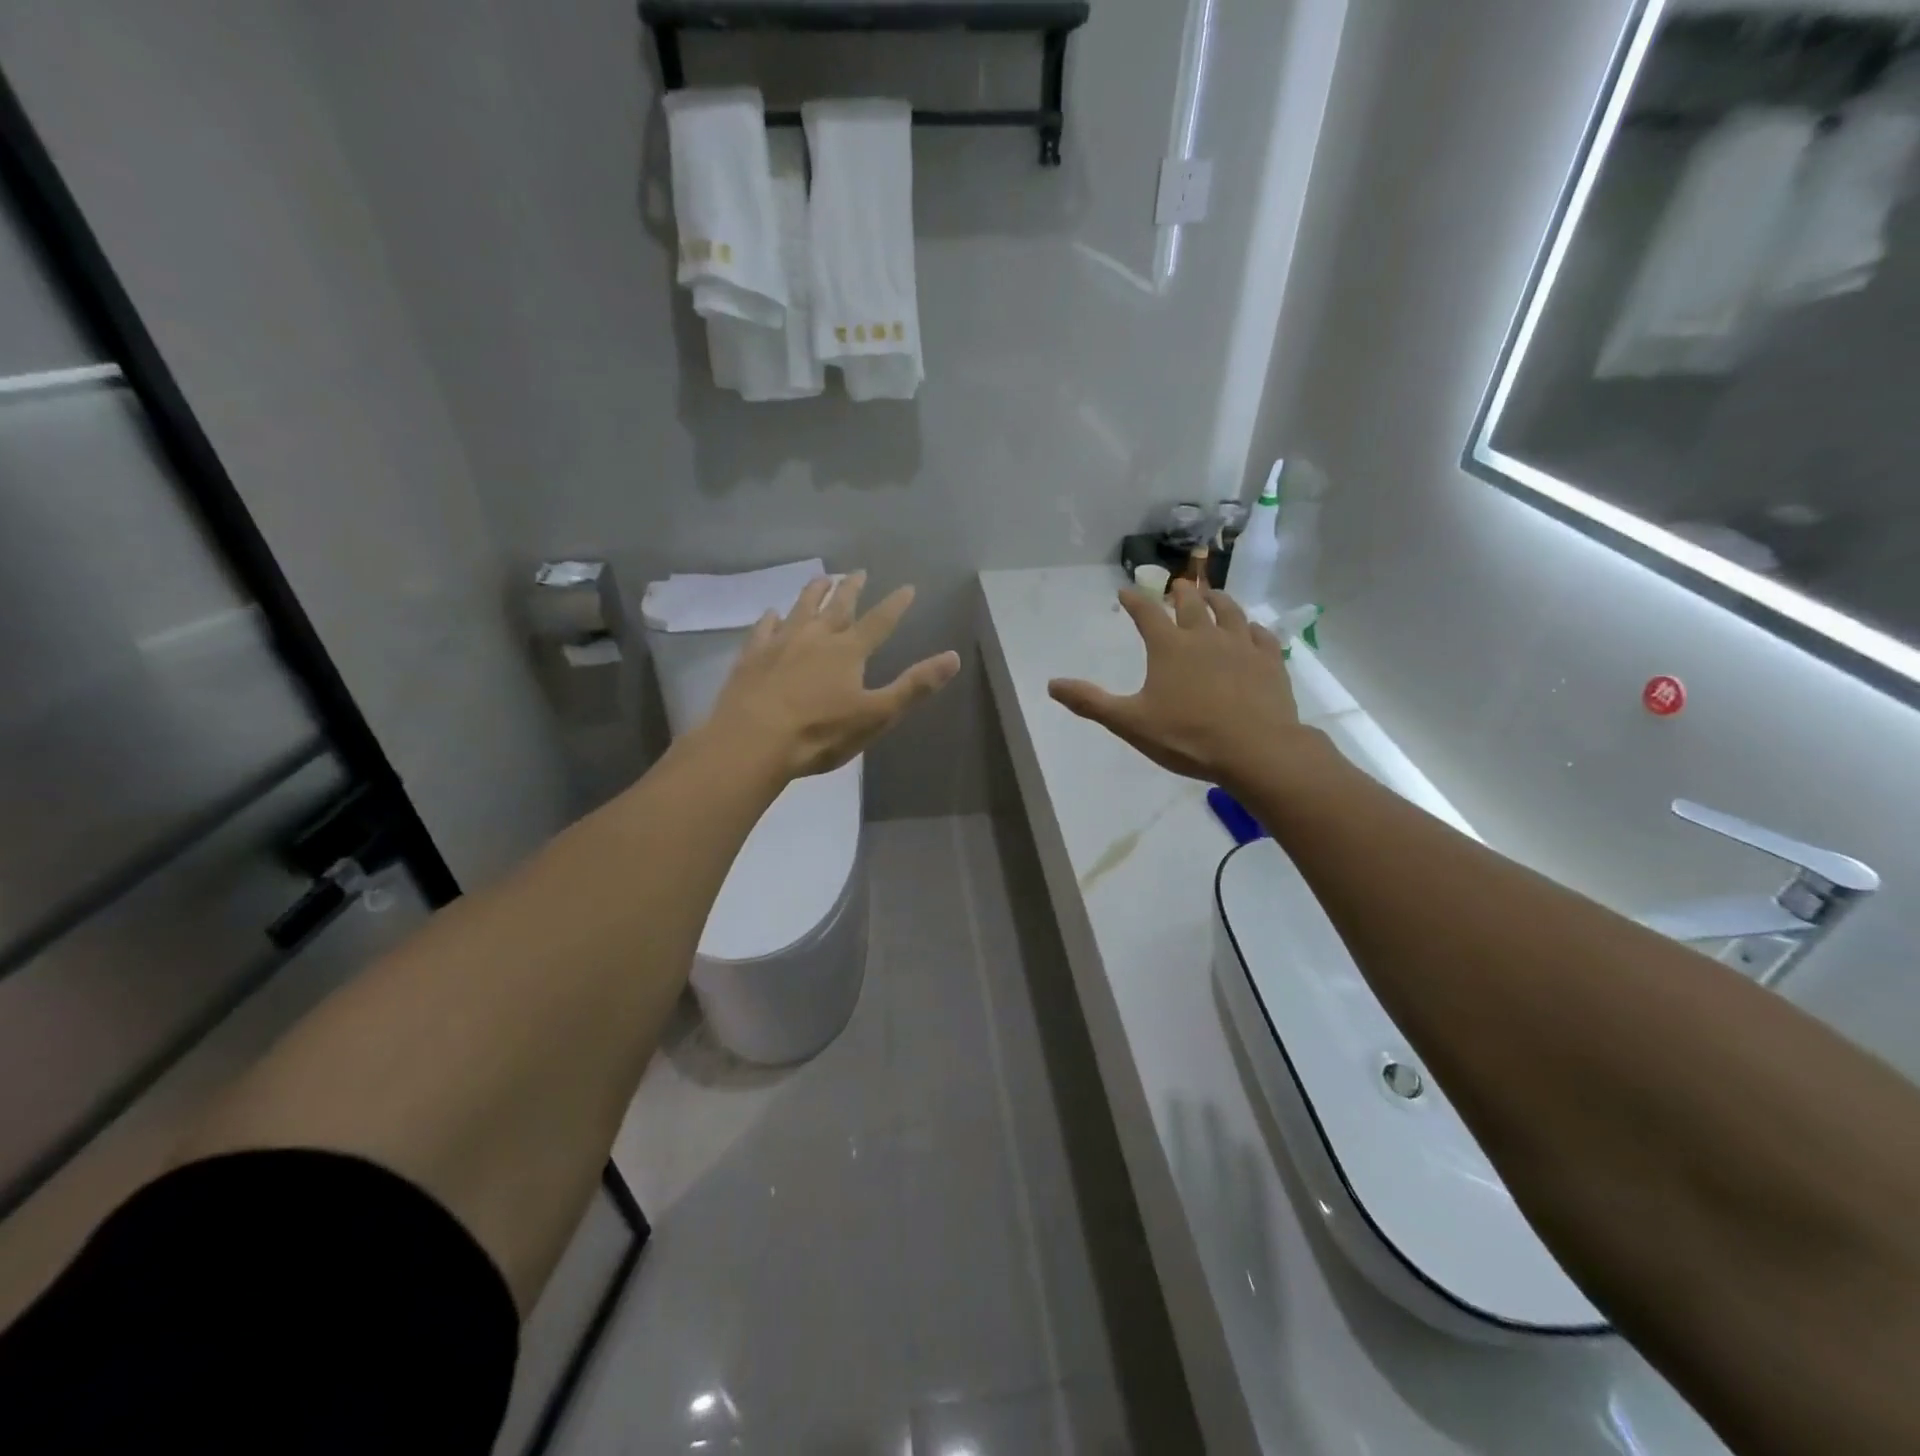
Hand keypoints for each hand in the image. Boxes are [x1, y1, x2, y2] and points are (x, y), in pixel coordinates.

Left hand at [705, 572, 961, 779]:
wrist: (753, 741)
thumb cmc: (820, 733)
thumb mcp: (877, 715)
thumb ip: (914, 686)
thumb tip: (953, 657)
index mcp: (848, 651)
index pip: (879, 621)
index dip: (895, 605)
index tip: (907, 587)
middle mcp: (815, 637)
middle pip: (837, 606)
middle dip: (851, 589)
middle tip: (858, 572)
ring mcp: (780, 643)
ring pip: (800, 608)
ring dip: (813, 593)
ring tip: (821, 578)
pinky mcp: (752, 656)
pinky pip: (764, 629)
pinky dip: (771, 618)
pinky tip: (771, 613)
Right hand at [1048, 580, 1303, 786]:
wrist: (1255, 750)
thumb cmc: (1187, 737)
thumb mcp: (1130, 723)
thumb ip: (1091, 702)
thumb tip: (1052, 685)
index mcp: (1170, 647)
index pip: (1147, 614)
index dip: (1134, 601)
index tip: (1125, 591)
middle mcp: (1205, 636)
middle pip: (1192, 604)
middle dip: (1180, 592)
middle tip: (1177, 586)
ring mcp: (1242, 646)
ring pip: (1230, 612)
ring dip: (1218, 600)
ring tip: (1213, 596)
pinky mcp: (1270, 661)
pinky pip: (1260, 635)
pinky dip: (1252, 628)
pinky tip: (1251, 630)